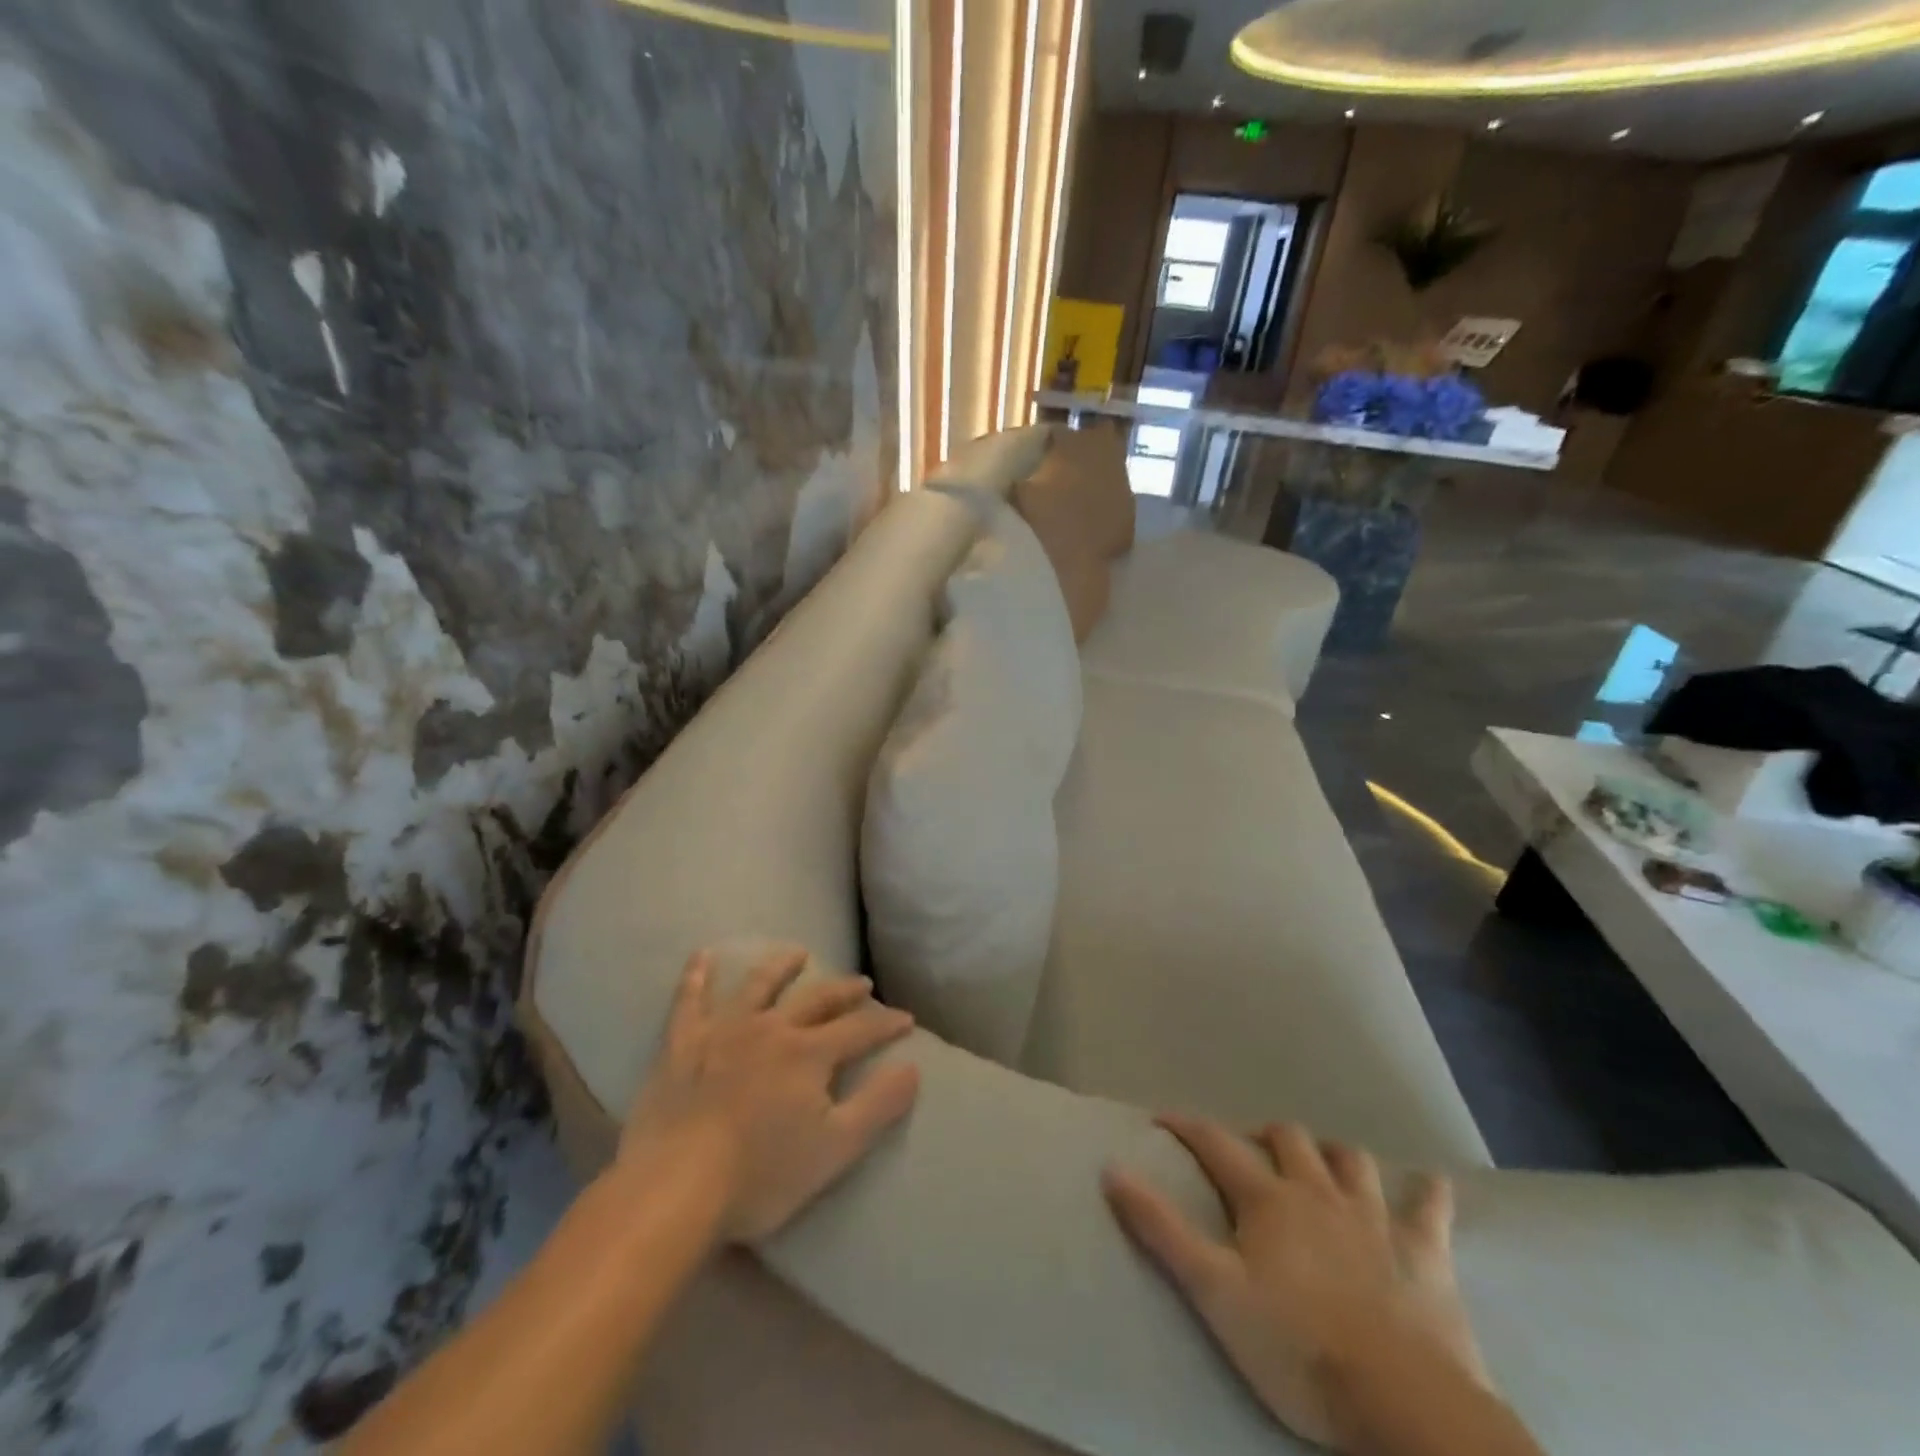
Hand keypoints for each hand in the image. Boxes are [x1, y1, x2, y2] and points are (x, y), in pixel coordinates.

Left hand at [620, 948, 921, 1242]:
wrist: (675, 1187)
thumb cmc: (761, 1176)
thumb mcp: (835, 1149)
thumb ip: (877, 1106)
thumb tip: (912, 1068)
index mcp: (809, 1054)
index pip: (859, 1030)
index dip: (886, 1024)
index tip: (906, 1018)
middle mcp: (772, 1029)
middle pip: (816, 1000)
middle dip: (843, 991)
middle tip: (862, 983)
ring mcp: (724, 1031)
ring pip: (758, 986)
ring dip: (780, 967)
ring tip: (797, 954)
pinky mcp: (682, 1043)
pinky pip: (689, 1000)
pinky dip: (696, 975)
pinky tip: (703, 955)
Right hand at [1103, 1116, 1487, 1450]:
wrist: (1400, 1402)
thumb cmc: (1296, 1346)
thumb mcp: (1213, 1291)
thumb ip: (1160, 1228)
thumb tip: (1112, 1168)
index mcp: (1268, 1199)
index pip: (1216, 1143)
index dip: (1187, 1126)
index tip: (1163, 1119)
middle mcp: (1318, 1191)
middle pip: (1288, 1138)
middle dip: (1264, 1136)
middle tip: (1250, 1153)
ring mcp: (1374, 1218)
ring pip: (1350, 1160)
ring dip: (1332, 1154)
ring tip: (1321, 1164)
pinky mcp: (1425, 1253)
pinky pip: (1430, 1208)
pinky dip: (1427, 1192)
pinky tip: (1429, 1184)